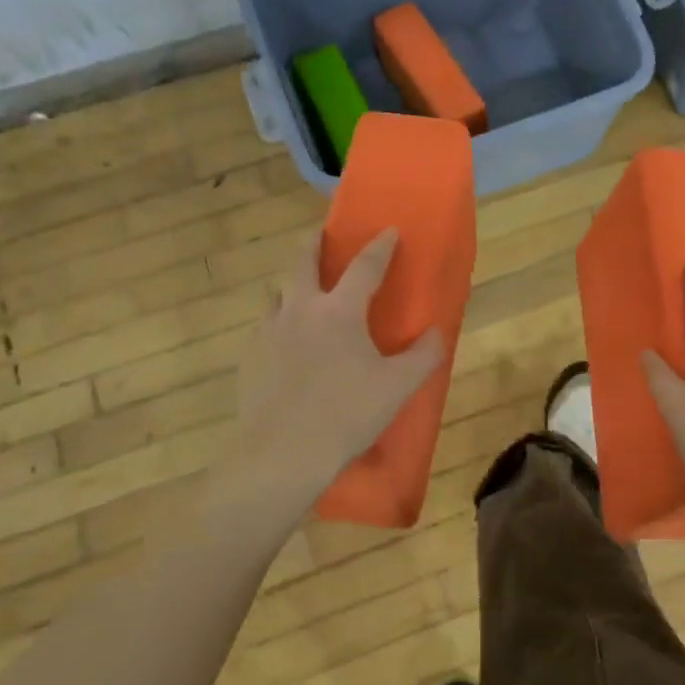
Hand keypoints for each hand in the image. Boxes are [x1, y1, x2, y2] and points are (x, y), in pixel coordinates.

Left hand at [230, 226, 444, 511]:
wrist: (282, 454)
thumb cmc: (347, 414)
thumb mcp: (398, 387)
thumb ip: (423, 355)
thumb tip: (435, 334)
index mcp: (339, 311)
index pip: (365, 266)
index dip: (380, 246)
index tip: (390, 230)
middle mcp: (300, 310)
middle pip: (303, 262)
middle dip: (314, 243)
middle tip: (320, 235)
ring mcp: (268, 332)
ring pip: (279, 294)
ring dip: (294, 287)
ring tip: (304, 296)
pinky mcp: (249, 358)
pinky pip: (266, 328)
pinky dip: (280, 324)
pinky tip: (287, 345)